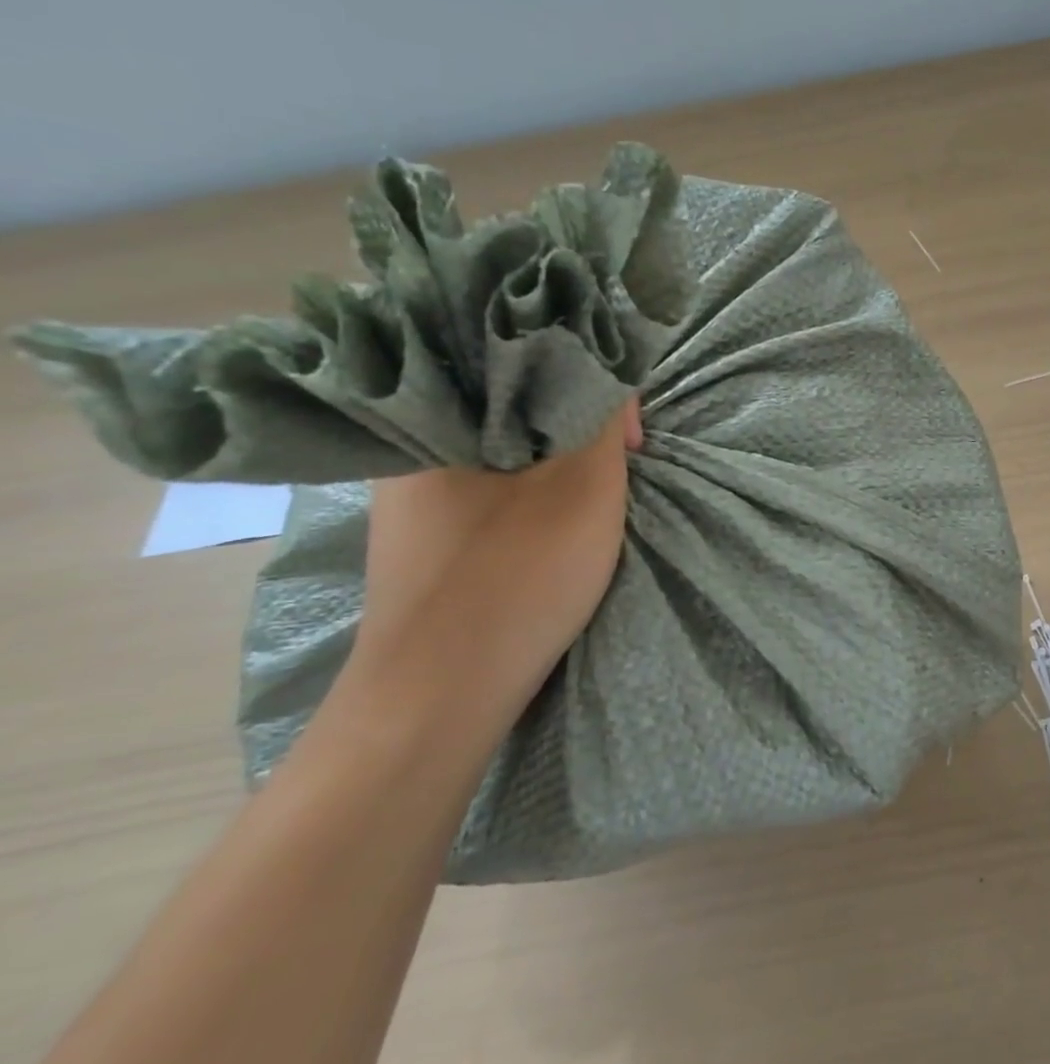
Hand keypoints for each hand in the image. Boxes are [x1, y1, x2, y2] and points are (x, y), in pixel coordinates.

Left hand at [348, 399, 641, 734]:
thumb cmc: (516, 576)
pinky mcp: (428, 538)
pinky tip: (558, 516)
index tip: (627, 436)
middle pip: (512, 406)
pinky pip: (491, 487)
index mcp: (430, 420)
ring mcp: (413, 500)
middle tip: (621, 461)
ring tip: (596, 486)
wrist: (440, 699)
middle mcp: (409, 450)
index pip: (520, 364)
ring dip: (558, 458)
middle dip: (577, 424)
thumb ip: (602, 416)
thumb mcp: (584, 485)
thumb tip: (608, 373)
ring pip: (504, 449)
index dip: (589, 384)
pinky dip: (533, 488)